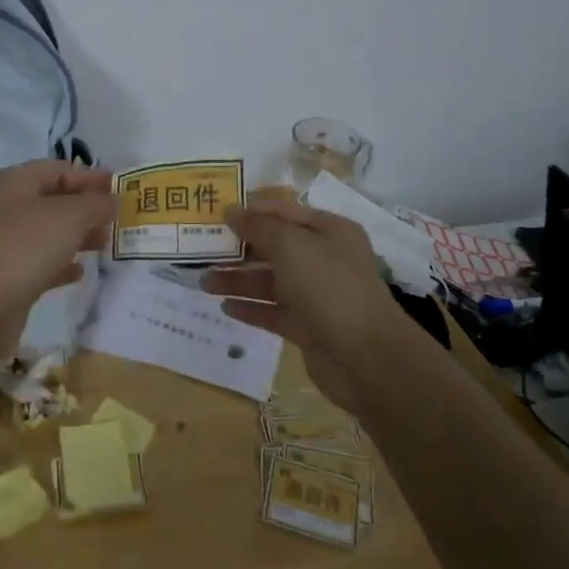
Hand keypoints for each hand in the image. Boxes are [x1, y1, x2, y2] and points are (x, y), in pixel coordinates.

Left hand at [0, 160, 115, 319]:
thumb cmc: (27, 243)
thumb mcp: (71, 215)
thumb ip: (96, 204)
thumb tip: (112, 199)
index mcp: (16, 181)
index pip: (57, 169)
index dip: (88, 176)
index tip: (117, 187)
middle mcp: (7, 207)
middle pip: (52, 200)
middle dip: (85, 207)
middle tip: (115, 217)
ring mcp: (5, 243)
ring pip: (48, 233)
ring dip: (77, 236)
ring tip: (104, 243)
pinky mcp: (7, 276)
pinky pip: (40, 263)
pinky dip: (61, 264)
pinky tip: (80, 272)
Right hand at [201, 198, 412, 410]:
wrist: (367, 358)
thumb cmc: (329, 287)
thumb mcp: (290, 245)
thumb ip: (258, 226)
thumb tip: (230, 210)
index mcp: (329, 231)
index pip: (284, 212)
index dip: (251, 211)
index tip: (215, 214)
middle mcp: (325, 259)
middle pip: (275, 247)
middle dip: (239, 249)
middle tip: (201, 251)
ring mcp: (318, 295)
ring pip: (271, 281)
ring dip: (238, 280)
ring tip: (203, 283)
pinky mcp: (310, 328)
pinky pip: (274, 312)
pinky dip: (251, 309)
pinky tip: (225, 307)